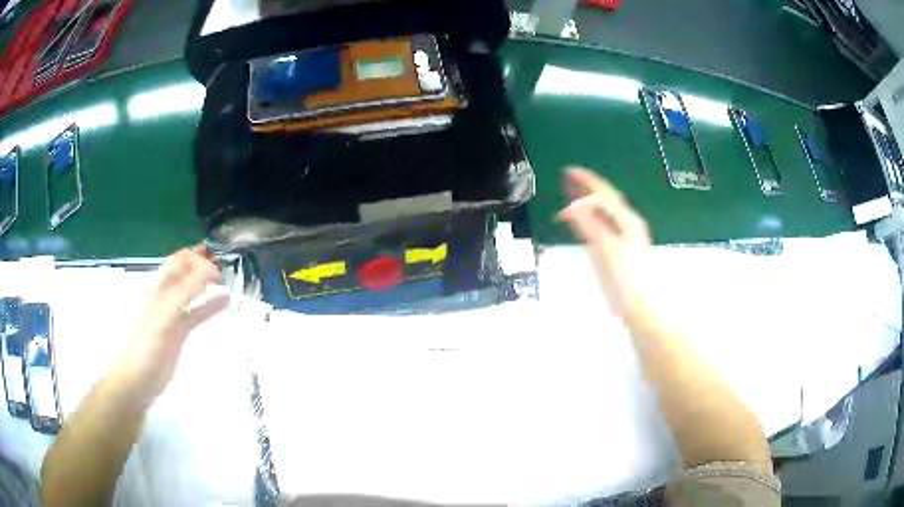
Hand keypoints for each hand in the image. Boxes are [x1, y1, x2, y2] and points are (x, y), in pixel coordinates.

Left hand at [112, 245, 228, 406]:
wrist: (137, 380)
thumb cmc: (145, 345)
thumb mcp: (163, 314)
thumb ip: (184, 291)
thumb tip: (209, 268)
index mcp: (155, 286)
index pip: (178, 262)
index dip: (196, 258)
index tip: (217, 264)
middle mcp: (163, 295)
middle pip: (185, 273)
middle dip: (203, 265)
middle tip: (225, 265)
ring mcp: (172, 314)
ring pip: (192, 292)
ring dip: (207, 284)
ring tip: (228, 279)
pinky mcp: (179, 331)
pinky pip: (197, 313)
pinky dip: (210, 306)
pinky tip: (224, 301)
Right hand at [559, 167, 650, 317]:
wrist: (641, 307)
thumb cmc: (625, 278)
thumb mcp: (604, 247)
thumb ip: (590, 223)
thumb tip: (576, 204)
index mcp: (626, 220)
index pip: (604, 194)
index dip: (587, 181)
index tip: (569, 171)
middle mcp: (628, 225)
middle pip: (606, 201)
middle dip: (587, 190)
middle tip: (568, 180)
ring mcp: (626, 239)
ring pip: (605, 214)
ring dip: (588, 205)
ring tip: (572, 199)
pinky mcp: (621, 252)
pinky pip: (604, 228)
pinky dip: (591, 220)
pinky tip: (585, 224)